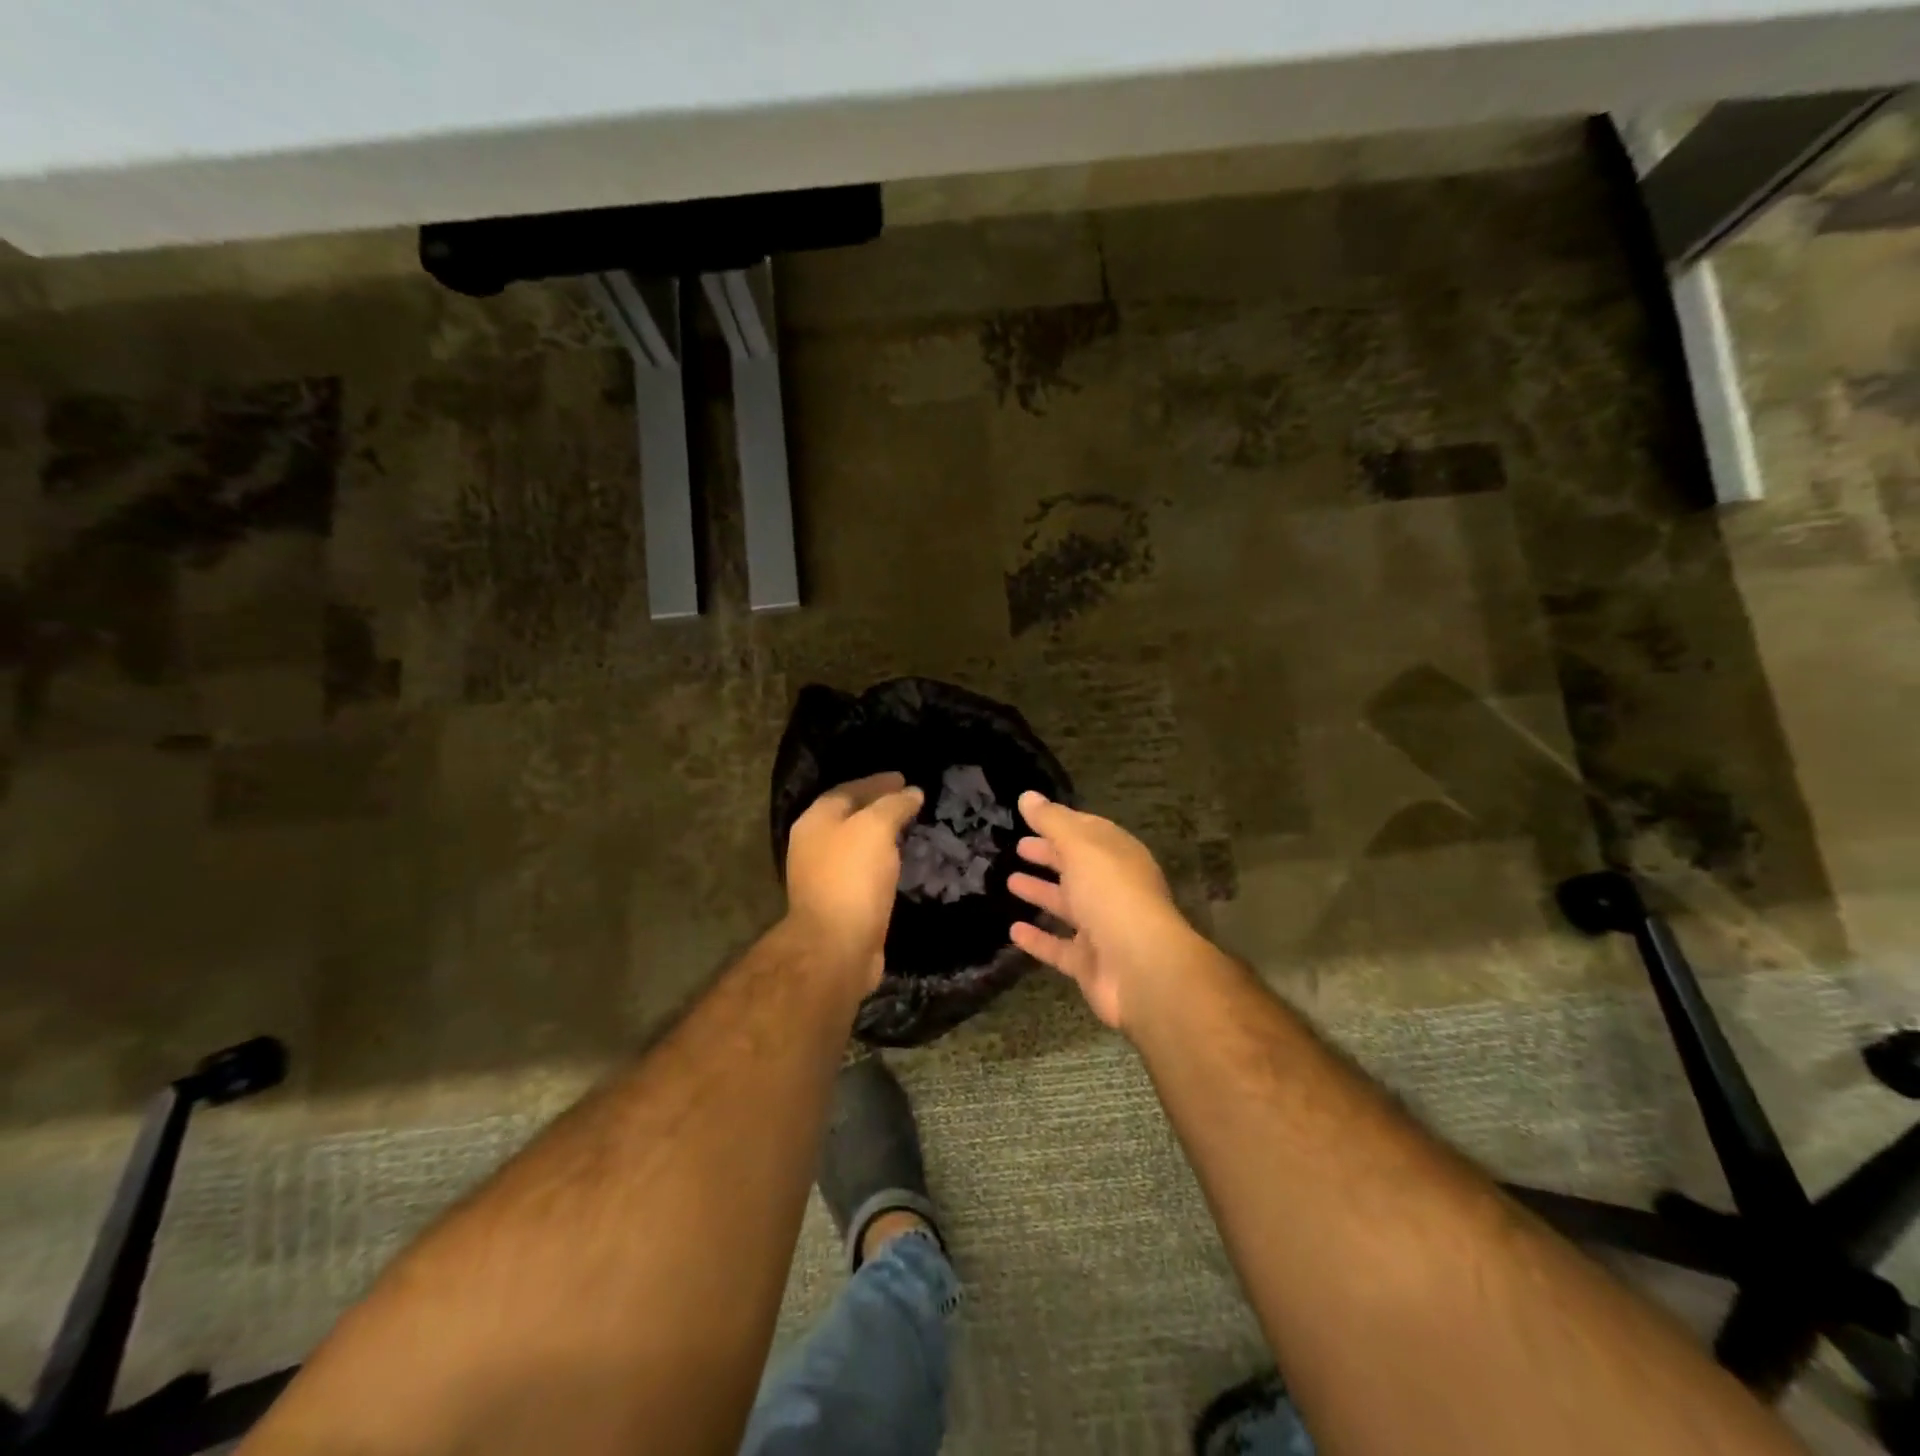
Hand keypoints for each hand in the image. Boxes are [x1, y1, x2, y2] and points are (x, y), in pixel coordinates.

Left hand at [784, 772, 923, 991]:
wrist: (836, 946)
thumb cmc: (852, 877)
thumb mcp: (876, 828)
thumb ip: (893, 805)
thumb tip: (912, 792)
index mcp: (815, 821)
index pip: (848, 790)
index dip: (877, 782)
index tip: (904, 779)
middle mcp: (813, 845)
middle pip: (849, 816)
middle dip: (878, 807)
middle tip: (908, 801)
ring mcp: (823, 877)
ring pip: (856, 846)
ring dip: (880, 836)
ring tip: (908, 829)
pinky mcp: (838, 903)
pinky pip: (862, 871)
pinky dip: (880, 861)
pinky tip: (898, 862)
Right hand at [1006, 791, 1202, 1031]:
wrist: (1141, 968)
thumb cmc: (1111, 894)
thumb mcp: (1080, 847)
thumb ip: (1052, 821)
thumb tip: (1027, 795)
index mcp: (1118, 856)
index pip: (1088, 831)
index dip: (1060, 822)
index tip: (1030, 816)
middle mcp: (1113, 889)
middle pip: (1077, 867)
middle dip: (1050, 855)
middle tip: (1018, 847)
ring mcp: (1103, 927)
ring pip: (1067, 905)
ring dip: (1041, 892)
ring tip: (1009, 881)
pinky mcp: (1090, 963)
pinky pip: (1059, 947)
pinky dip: (1038, 938)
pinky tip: (1013, 930)